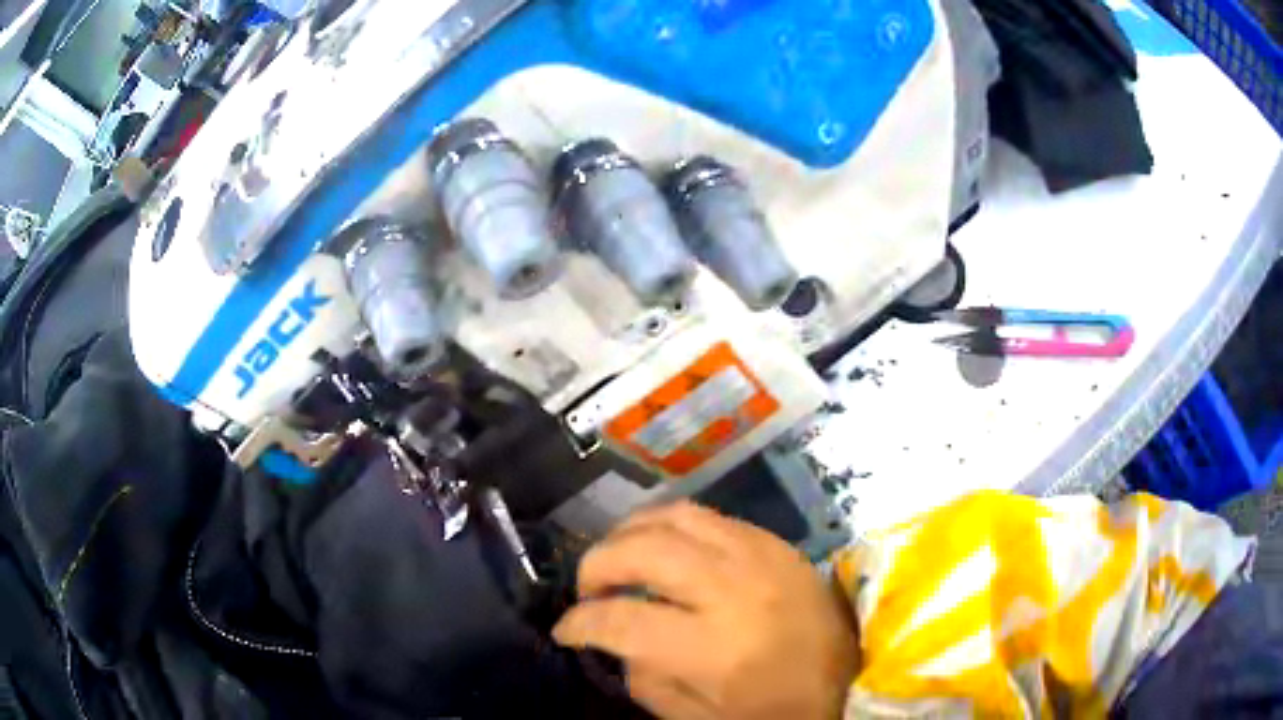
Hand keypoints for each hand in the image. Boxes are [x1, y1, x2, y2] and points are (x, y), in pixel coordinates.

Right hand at [553, 501, 858, 719]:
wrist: (852, 681)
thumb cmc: (775, 710)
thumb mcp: (698, 718)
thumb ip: (644, 680)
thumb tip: (613, 641)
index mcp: (714, 647)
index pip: (621, 620)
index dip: (579, 623)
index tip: (566, 630)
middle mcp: (734, 589)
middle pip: (642, 550)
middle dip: (597, 565)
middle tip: (589, 589)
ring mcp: (759, 556)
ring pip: (673, 516)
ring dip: (630, 533)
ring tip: (619, 559)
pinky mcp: (776, 543)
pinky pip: (710, 516)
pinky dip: (673, 527)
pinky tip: (666, 549)